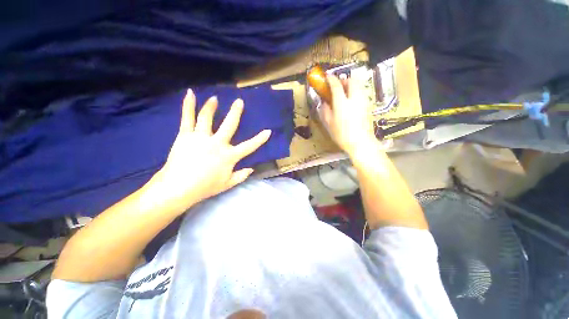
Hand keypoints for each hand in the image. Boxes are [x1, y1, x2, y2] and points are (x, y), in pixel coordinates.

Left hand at [148, 89, 270, 211]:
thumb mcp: (228, 184)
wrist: (178, 188)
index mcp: (229, 156)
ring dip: (212, 106)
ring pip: (207, 117)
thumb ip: (241, 176)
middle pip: (229, 124)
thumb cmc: (205, 187)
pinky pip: (187, 118)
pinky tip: (190, 93)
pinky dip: (188, 105)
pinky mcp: (185, 135)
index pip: (249, 146)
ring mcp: (201, 137)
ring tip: (214, 98)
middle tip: (239, 101)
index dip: (260, 139)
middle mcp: (217, 143)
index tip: (268, 131)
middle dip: (236, 112)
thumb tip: (252, 168)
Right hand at [318, 75, 377, 156]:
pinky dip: (355, 92)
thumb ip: (325, 110)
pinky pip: (361, 93)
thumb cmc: (341, 135)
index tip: (327, 77)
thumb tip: (324, 102)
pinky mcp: (368, 106)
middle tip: (337, 86)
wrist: (360, 142)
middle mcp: (354, 98)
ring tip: (344, 93)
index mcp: (342, 103)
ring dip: (350, 85)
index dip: (331, 79)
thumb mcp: (328, 124)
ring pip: (358, 85)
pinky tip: (350, 101)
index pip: (336, 85)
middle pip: (351, 81)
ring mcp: (363, 101)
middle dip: (343, 80)